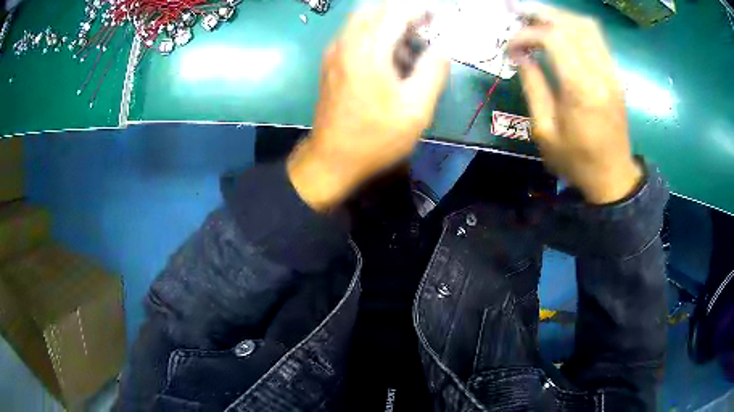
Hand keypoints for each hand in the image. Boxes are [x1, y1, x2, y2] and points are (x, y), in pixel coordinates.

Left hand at [287, 3, 449, 211]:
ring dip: (388, 20)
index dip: (420, 9)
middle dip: (402, 10)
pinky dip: (375, 31)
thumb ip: (433, 72)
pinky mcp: (331, 62)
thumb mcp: (416, 110)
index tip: (439, 15)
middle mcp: (346, 42)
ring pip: (362, 18)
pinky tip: (392, 54)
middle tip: (425, 24)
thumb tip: (440, 49)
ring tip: (413, 39)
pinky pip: (355, 33)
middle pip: (374, 7)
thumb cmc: (376, 137)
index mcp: (368, 50)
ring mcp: (335, 51)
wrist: (332, 159)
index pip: (396, 12)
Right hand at [508, 4, 641, 203]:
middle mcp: (600, 73)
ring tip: (535, 18)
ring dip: (558, 16)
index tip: (510, 47)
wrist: (613, 178)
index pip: (553, 38)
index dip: (526, 34)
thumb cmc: (577, 161)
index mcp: (581, 90)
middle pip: (570, 23)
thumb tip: (521, 55)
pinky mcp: (615, 75)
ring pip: (586, 25)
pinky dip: (574, 27)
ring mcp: (611, 72)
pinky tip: (558, 31)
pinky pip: (596, 38)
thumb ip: (533, 87)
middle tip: (516, 13)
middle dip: (540, 13)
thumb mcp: (545, 131)